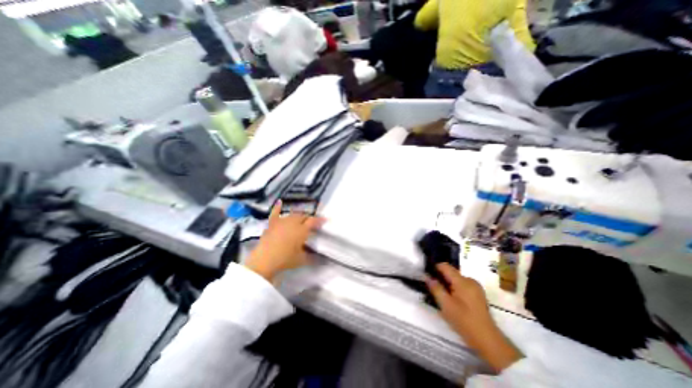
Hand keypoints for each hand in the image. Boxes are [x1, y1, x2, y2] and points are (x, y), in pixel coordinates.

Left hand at [244, 199, 325, 281]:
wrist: (265, 260)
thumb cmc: (285, 259)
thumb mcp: (301, 260)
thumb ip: (312, 258)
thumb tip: (322, 259)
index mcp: (302, 230)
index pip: (313, 221)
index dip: (319, 220)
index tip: (325, 220)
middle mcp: (293, 222)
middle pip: (303, 216)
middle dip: (309, 218)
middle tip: (311, 223)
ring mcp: (282, 221)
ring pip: (293, 214)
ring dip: (298, 216)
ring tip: (301, 219)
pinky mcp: (272, 224)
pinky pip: (275, 213)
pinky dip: (278, 207)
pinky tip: (280, 202)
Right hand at [428, 262, 517, 371]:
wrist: (487, 340)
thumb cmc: (464, 321)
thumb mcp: (446, 305)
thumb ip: (435, 288)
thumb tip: (427, 277)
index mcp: (462, 281)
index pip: (445, 266)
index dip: (435, 268)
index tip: (427, 276)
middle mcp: (470, 280)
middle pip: (451, 273)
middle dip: (441, 279)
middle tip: (433, 290)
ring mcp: (476, 287)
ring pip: (456, 280)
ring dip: (448, 285)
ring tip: (443, 297)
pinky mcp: (478, 294)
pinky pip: (462, 286)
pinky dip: (455, 289)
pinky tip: (453, 302)